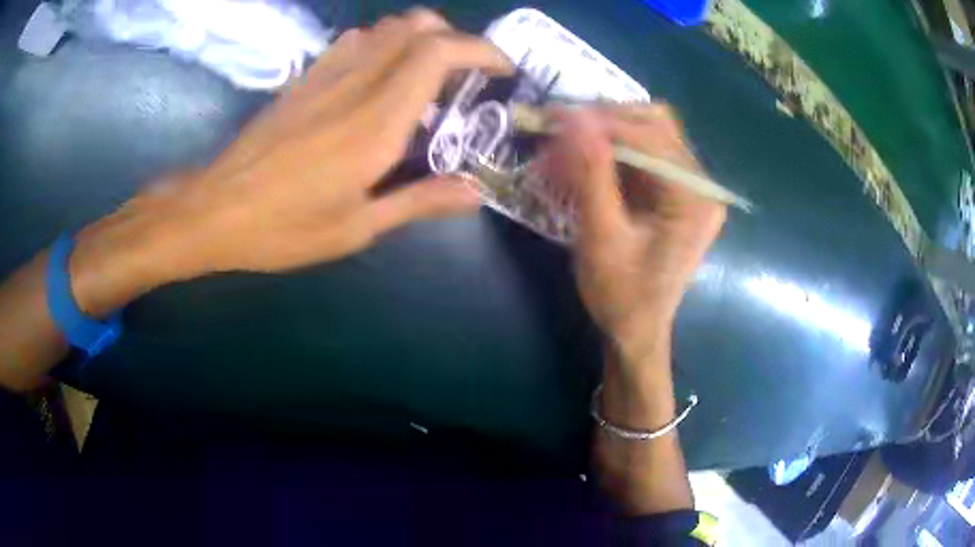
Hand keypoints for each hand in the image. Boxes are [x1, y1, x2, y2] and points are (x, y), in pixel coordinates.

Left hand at [69, 9, 512, 315]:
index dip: (481, 50)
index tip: (502, 69)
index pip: (439, 53)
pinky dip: (384, 43)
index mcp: (376, 122)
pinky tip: (381, 75)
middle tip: (467, 75)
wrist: (214, 210)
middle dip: (455, 37)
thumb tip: (475, 191)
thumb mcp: (357, 228)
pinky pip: (355, 41)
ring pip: (387, 26)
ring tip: (430, 75)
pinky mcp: (305, 78)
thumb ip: (420, 201)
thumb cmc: (284, 227)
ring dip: (421, 38)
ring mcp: (326, 74)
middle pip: (418, 26)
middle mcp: (356, 83)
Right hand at [542, 104, 725, 359]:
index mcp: (695, 199)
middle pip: (656, 125)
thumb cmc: (622, 296)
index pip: (651, 136)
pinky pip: (644, 155)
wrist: (637, 332)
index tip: (555, 117)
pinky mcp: (676, 193)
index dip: (602, 122)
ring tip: (566, 143)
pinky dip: (611, 152)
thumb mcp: (602, 238)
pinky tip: (582, 160)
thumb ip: (592, 175)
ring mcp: (691, 187)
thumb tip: (574, 119)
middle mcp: (702, 186)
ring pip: (648, 133)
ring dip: (605, 133)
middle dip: (605, 121)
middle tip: (561, 127)